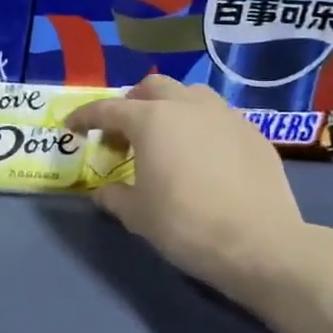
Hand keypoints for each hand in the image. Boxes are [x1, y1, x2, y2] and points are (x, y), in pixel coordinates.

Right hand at [66, 76, 316, 306]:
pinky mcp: (254, 133)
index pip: (107, 109)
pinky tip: (203, 156)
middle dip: (131, 104)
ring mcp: (226, 116)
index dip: (85, 117)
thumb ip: (114, 197)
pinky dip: (201, 127)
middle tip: (124, 134)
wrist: (260, 244)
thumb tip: (103, 192)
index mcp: (151, 120)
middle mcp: (188, 106)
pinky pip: (219, 118)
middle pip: (152, 87)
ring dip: (171, 108)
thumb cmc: (186, 225)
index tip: (72, 127)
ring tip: (167, 138)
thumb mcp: (138, 215)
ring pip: (191, 95)